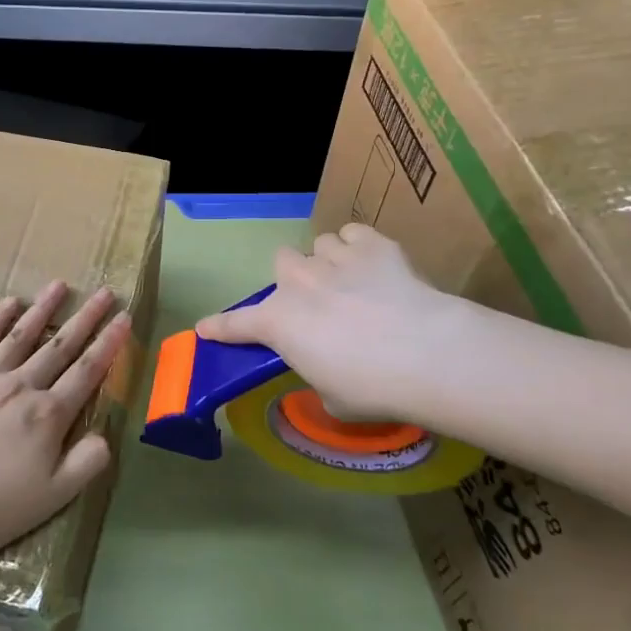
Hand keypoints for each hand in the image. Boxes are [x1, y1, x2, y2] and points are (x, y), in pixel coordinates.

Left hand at [0, 281, 128, 567]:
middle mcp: (21, 386)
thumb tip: (105, 435)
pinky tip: (10, 303)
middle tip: (104, 292)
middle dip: (86, 318)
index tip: (124, 318)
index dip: (108, 343)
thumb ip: (86, 463)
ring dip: (43, 309)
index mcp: (48, 414)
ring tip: (60, 285)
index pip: (87, 371)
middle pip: (60, 346)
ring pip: (21, 336)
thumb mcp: (55, 497)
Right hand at [195, 223, 474, 422]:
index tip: (205, 328)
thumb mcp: (332, 395)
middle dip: (295, 279)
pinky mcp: (372, 243)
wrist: (426, 353)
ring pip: (319, 245)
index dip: (219, 327)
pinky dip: (360, 247)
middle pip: (281, 263)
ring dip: (329, 262)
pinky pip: (354, 234)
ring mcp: (333, 257)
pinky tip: (376, 266)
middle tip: (317, 301)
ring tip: (354, 282)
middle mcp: (297, 282)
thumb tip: (329, 367)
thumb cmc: (370, 387)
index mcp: (278, 323)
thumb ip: (318, 372)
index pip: (235, 325)